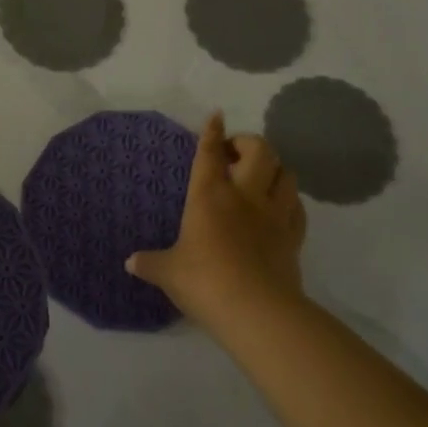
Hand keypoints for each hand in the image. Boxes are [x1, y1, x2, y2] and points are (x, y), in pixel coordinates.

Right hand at [127, 112, 307, 327]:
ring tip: (260, 176)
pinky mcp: (293, 237)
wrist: (256, 310)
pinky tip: (280, 206)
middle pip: (259, 151)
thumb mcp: (168, 272)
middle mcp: (245, 196)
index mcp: (209, 195)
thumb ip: (150, 263)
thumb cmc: (204, 281)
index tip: (216, 116)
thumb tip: (131, 263)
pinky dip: (289, 200)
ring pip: (285, 173)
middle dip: (248, 143)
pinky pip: (297, 207)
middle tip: (235, 153)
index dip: (212, 132)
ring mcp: (274, 215)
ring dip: (274, 167)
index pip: (210, 153)